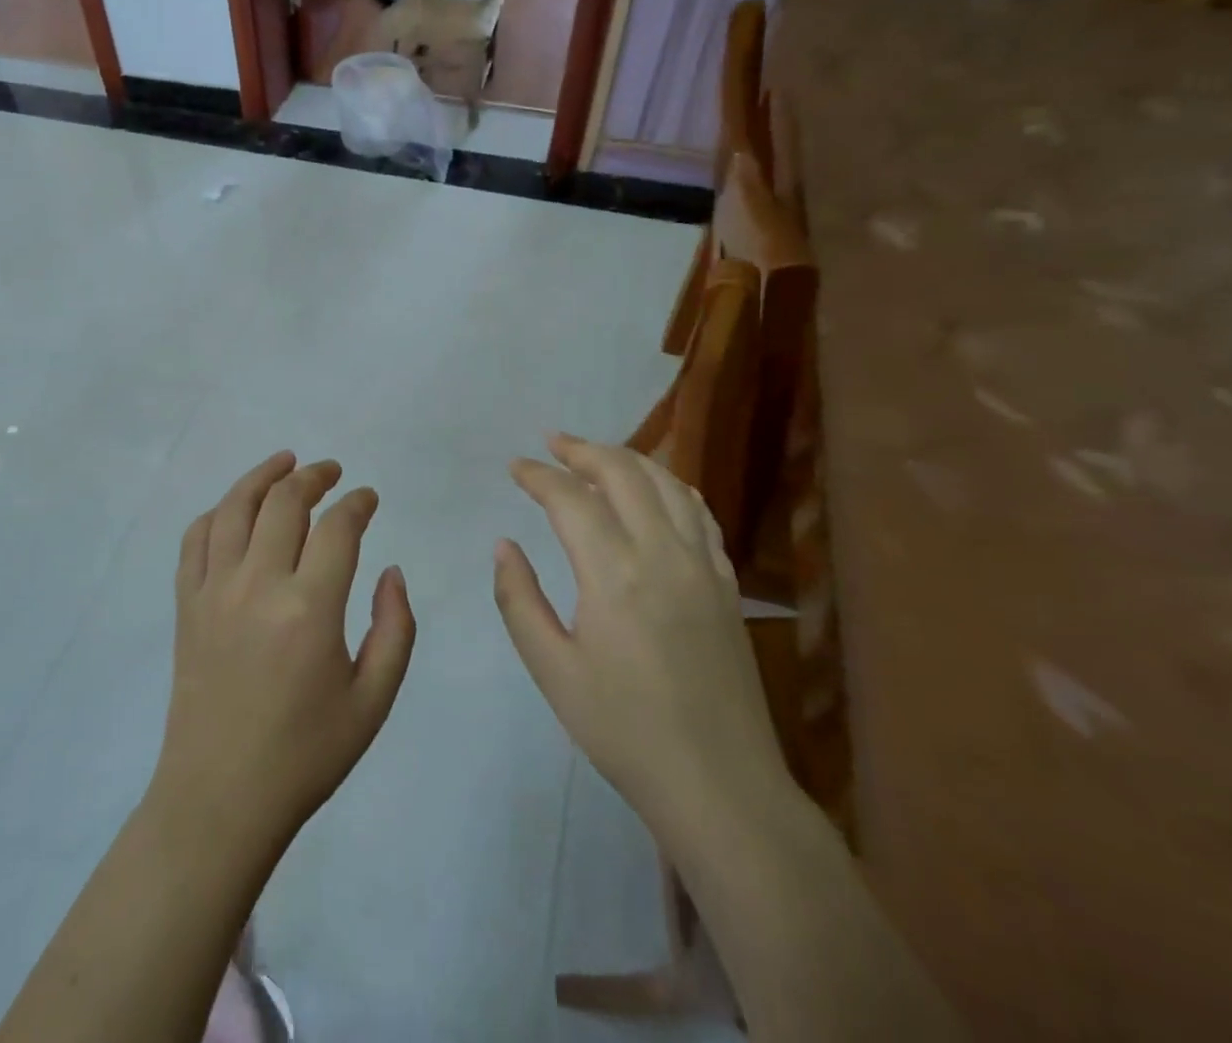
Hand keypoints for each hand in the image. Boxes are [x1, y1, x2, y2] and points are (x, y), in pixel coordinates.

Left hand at [150, 453, 415, 859]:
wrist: (221, 798)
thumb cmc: (306, 754)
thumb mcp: (373, 701)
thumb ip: (394, 629)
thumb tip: (391, 571)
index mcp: (309, 609)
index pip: (337, 527)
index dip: (357, 503)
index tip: (368, 498)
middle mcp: (257, 585)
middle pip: (284, 501)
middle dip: (313, 476)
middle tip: (331, 472)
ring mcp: (213, 591)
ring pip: (234, 507)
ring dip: (262, 476)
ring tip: (285, 462)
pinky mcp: (185, 604)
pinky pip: (194, 539)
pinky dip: (216, 513)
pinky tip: (234, 510)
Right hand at [494, 434, 789, 847]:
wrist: (721, 787)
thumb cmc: (624, 730)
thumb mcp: (552, 670)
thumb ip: (519, 600)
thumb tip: (504, 545)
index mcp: (614, 573)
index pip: (570, 498)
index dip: (539, 475)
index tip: (516, 467)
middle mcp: (663, 554)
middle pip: (624, 472)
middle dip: (583, 450)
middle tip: (552, 444)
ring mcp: (703, 566)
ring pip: (668, 484)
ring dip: (628, 460)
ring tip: (596, 456)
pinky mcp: (727, 585)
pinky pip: (700, 514)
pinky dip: (671, 487)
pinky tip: (655, 491)